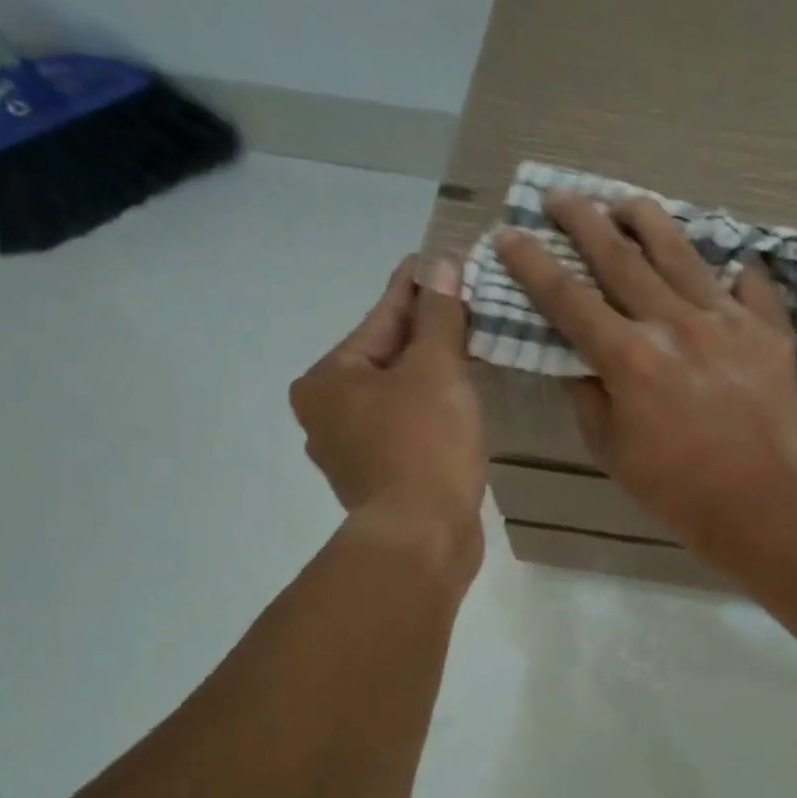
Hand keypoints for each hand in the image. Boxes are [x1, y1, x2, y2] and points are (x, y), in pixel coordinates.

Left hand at [291, 256, 483, 570]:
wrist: (422, 538)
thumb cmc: (423, 444)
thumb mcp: (436, 369)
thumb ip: (438, 316)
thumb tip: (439, 265)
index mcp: (328, 379)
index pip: (381, 318)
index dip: (416, 287)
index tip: (439, 259)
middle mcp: (327, 411)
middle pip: (386, 357)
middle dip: (427, 332)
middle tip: (465, 301)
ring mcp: (351, 449)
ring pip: (397, 394)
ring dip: (431, 372)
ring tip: (470, 346)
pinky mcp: (379, 477)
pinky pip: (406, 426)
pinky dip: (430, 409)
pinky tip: (459, 399)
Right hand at [496, 193, 796, 555]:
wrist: (755, 503)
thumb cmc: (673, 486)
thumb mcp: (610, 450)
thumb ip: (589, 397)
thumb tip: (581, 361)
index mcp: (628, 357)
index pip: (568, 298)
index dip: (533, 263)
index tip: (510, 233)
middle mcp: (674, 325)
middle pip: (620, 259)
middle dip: (584, 221)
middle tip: (562, 195)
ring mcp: (726, 322)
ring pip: (682, 255)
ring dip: (649, 222)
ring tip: (628, 200)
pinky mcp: (767, 333)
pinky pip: (750, 287)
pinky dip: (735, 272)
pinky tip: (727, 261)